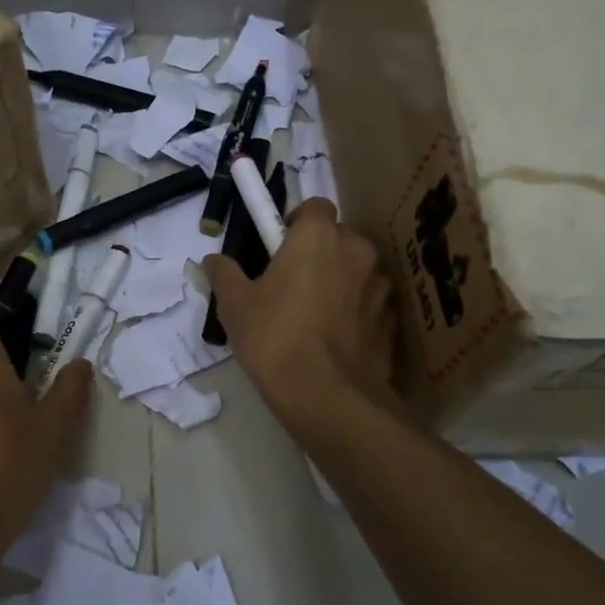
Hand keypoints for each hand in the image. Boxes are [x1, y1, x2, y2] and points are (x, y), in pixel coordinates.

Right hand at [203, 198, 396, 435]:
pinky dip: (353, 312)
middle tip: (289, 283)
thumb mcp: (235, 305)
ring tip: (312, 316)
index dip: (296, 222)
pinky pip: (367, 304)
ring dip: (338, 282)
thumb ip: (224, 273)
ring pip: (355, 272)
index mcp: (318, 236)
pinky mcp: (391, 321)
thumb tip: (213, 260)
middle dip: (317, 253)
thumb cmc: (275, 338)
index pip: (315, 206)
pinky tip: (332, 340)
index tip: (277, 247)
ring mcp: (379, 287)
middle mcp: (356, 251)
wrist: (328, 398)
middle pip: (337, 238)